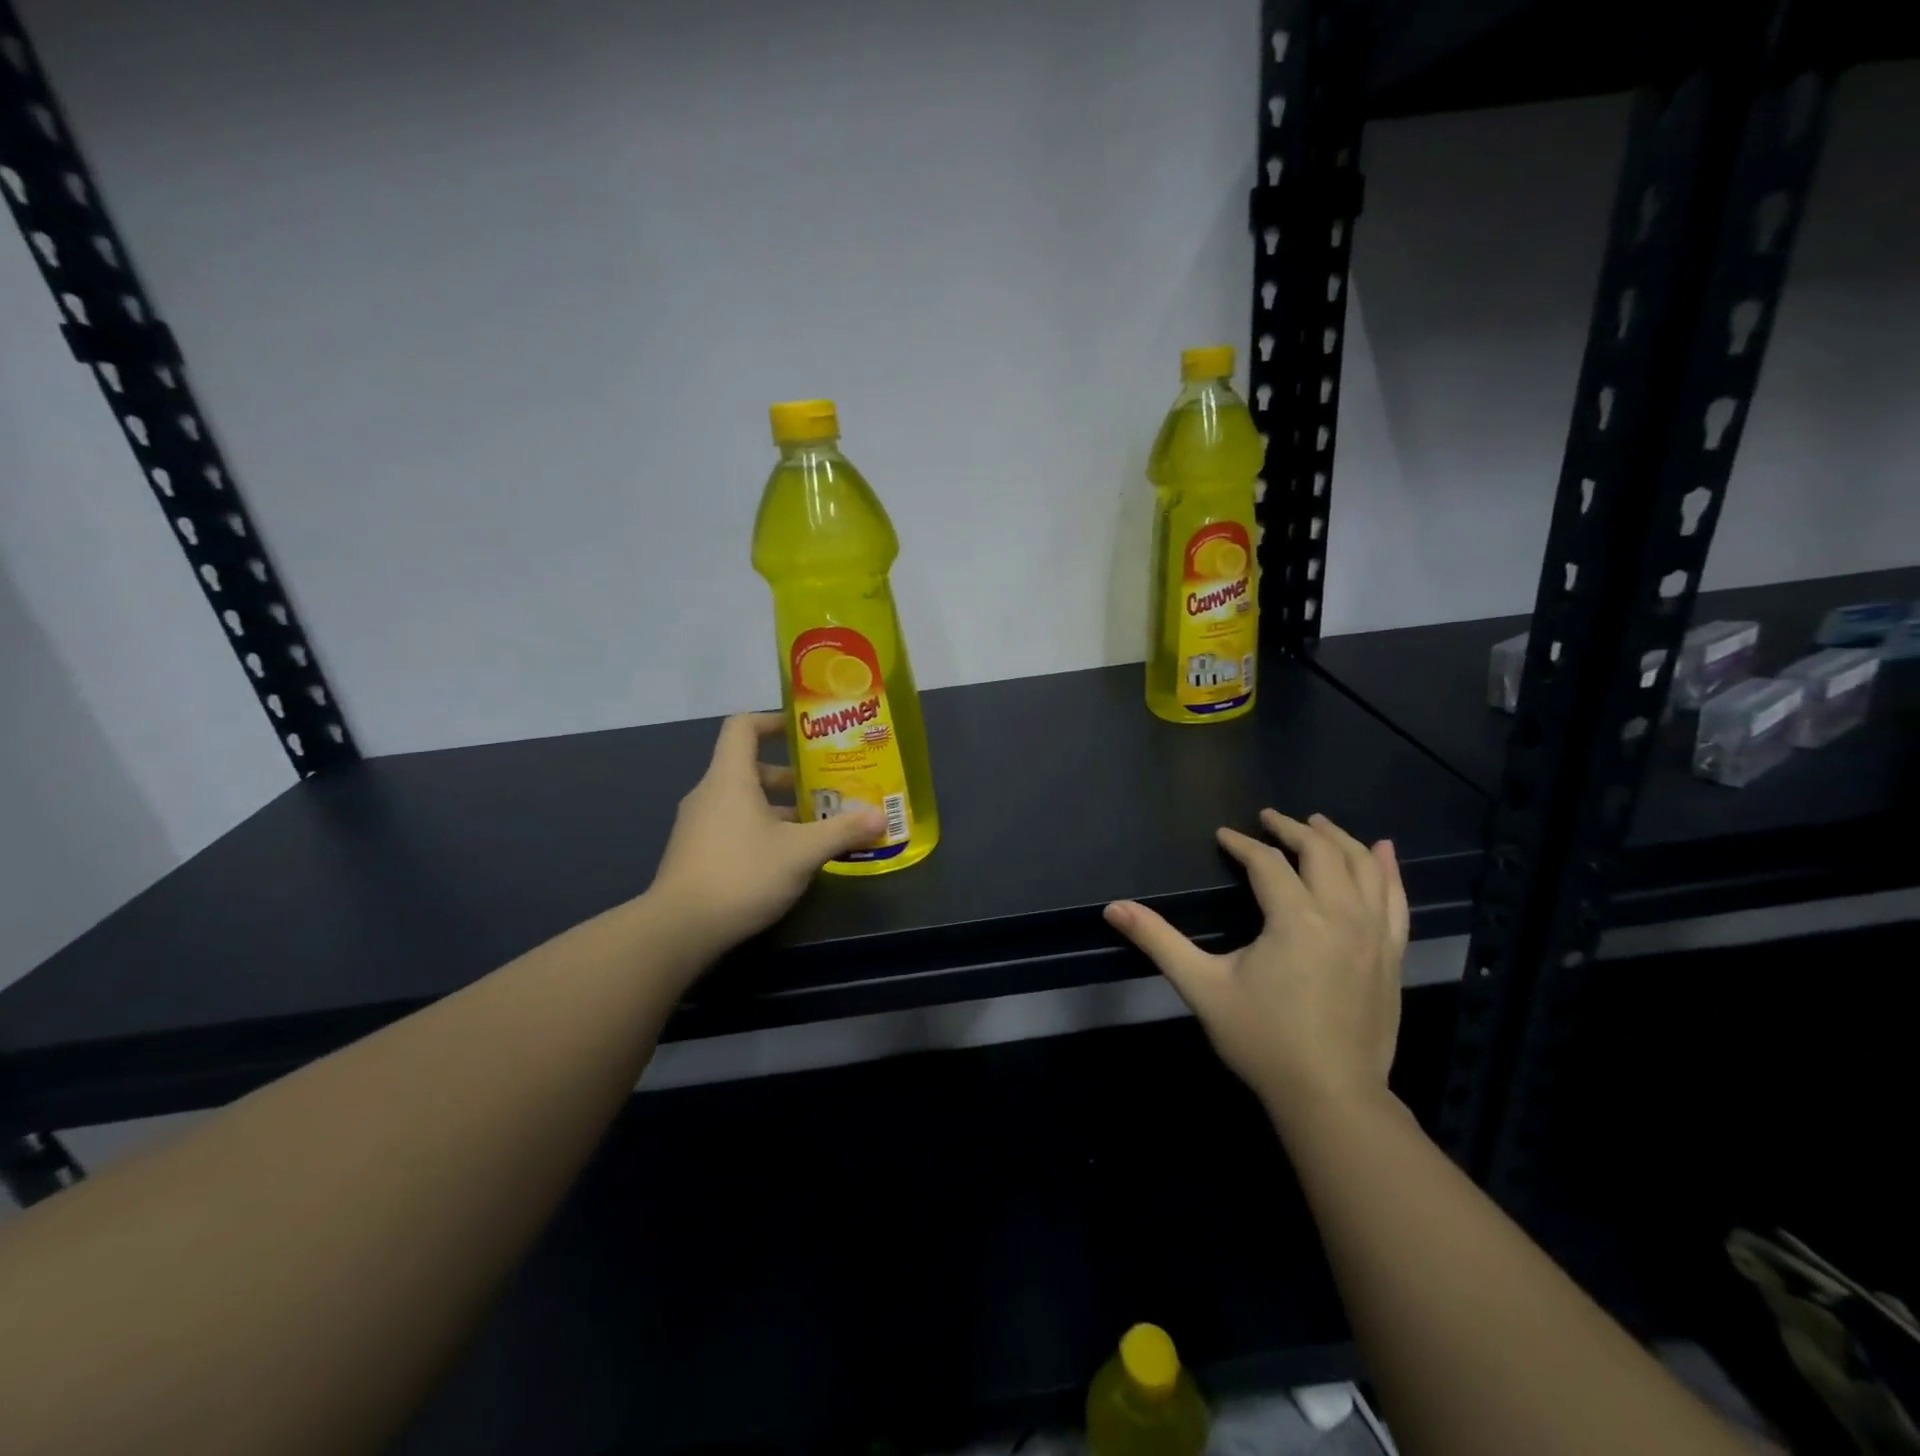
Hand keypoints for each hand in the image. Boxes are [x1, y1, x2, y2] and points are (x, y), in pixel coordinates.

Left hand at [649, 713, 885, 957]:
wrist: (679, 930)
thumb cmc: (742, 874)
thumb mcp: (802, 852)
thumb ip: (842, 831)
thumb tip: (881, 816)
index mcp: (730, 778)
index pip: (743, 727)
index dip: (773, 721)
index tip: (804, 731)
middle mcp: (710, 794)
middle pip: (750, 768)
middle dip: (791, 776)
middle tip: (827, 787)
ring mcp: (698, 826)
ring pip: (744, 802)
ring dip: (780, 808)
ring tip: (817, 825)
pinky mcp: (697, 854)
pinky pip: (734, 826)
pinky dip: (763, 830)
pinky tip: (789, 858)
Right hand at [1105, 811, 1409, 1119]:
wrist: (1332, 1097)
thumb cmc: (1263, 1039)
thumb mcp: (1202, 987)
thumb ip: (1159, 941)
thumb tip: (1113, 908)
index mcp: (1295, 918)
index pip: (1267, 862)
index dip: (1241, 844)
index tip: (1222, 836)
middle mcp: (1341, 915)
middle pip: (1320, 852)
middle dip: (1291, 829)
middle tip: (1267, 818)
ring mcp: (1375, 934)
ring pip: (1363, 867)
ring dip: (1338, 838)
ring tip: (1317, 822)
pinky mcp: (1392, 954)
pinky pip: (1397, 898)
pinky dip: (1388, 869)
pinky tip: (1382, 851)